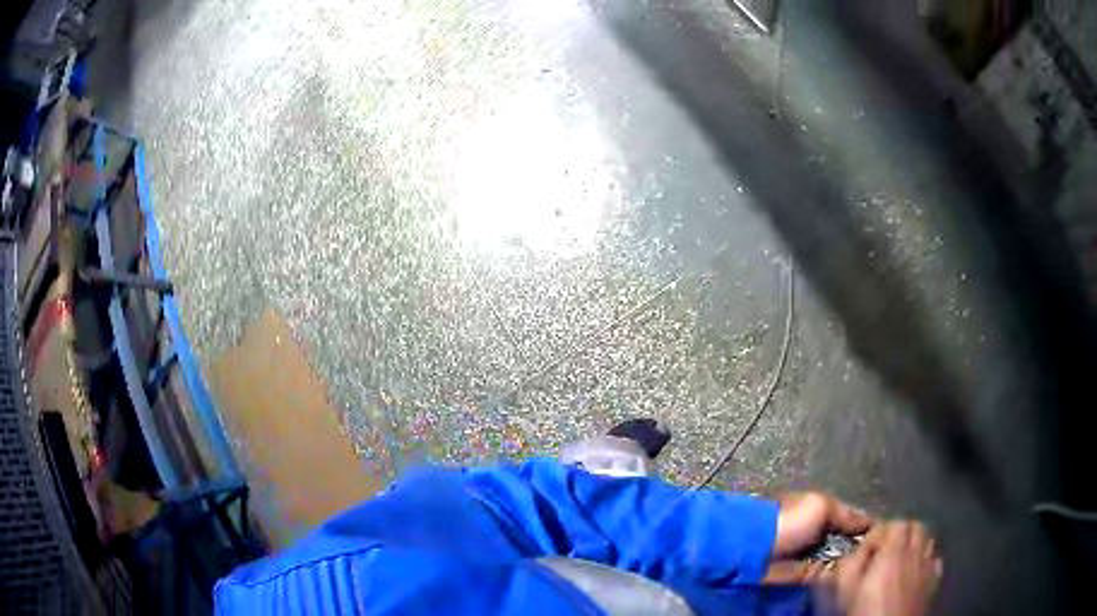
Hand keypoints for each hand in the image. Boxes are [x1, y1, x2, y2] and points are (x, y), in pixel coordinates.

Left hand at [763, 492, 872, 584]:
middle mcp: (821, 535)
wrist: (752, 550)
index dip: (869, 528)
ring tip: (872, 566)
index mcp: (822, 514)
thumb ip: (845, 514)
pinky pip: (827, 576)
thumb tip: (869, 521)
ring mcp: (813, 557)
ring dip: (852, 563)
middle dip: (863, 548)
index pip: (853, 521)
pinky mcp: (805, 576)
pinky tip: (853, 578)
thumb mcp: (820, 506)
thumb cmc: (787, 521)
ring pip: (840, 561)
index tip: (888, 535)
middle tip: (882, 554)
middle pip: (849, 543)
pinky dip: (837, 577)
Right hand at [834, 520, 941, 615]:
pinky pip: (935, 560)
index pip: (895, 523)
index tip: (868, 547)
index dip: (882, 532)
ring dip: (916, 546)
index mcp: (894, 551)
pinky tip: (915, 575)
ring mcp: (929, 566)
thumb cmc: (863, 612)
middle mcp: (916, 552)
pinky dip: (926, 561)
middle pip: (916, 526)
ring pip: (928, 540)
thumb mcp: (845, 587)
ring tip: (900, 562)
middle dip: (902, 534)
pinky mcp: (935, 582)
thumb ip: (851, 561)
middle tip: (884, 552)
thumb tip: (858, 547)